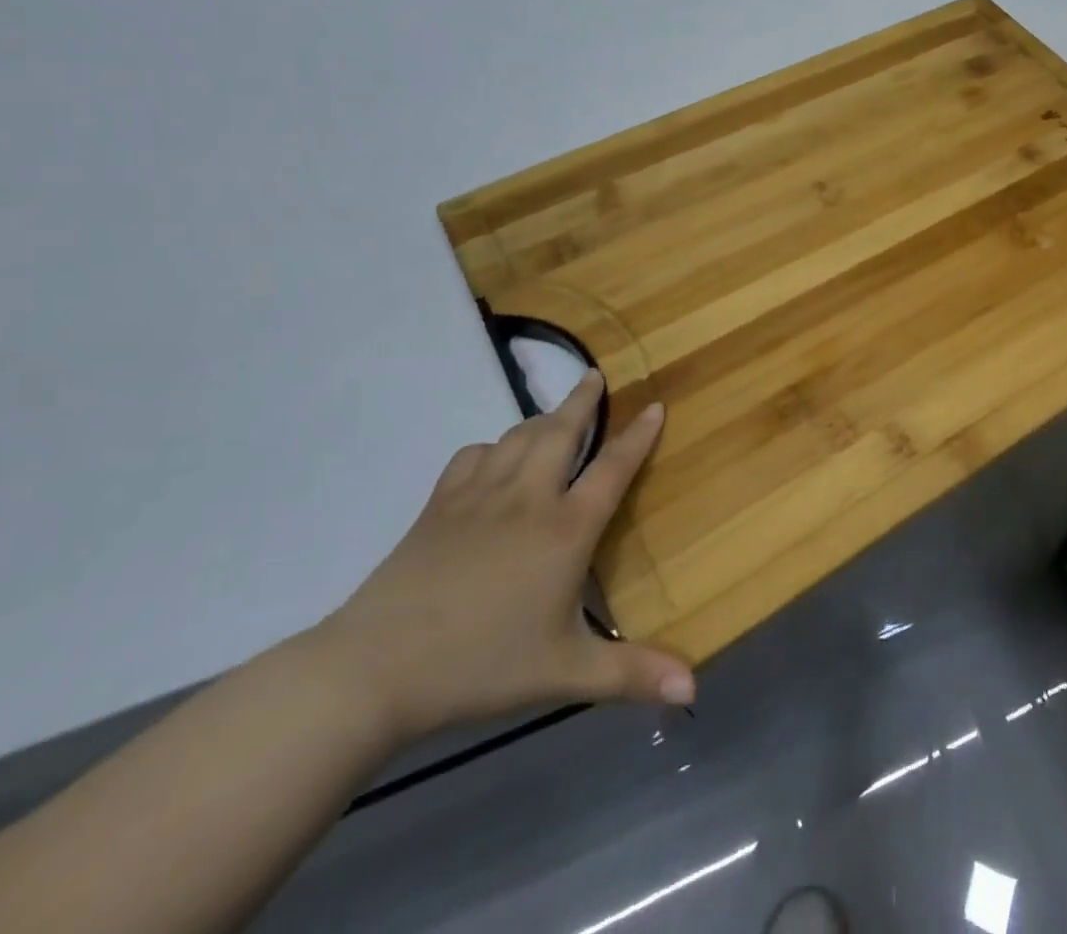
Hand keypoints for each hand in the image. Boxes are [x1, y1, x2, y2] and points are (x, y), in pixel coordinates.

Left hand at [307, 371, 692, 744]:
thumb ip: (633, 674)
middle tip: (594, 376)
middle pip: (561, 431)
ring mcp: (479, 496)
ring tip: (555, 415)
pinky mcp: (438, 506)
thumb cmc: (481, 666)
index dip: (638, 435)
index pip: (613, 467)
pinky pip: (472, 457)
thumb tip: (694, 690)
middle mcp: (528, 498)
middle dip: (583, 400)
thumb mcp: (565, 672)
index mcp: (565, 528)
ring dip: (541, 419)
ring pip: (518, 436)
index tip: (655, 404)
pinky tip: (494, 460)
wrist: (372, 670)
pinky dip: (492, 448)